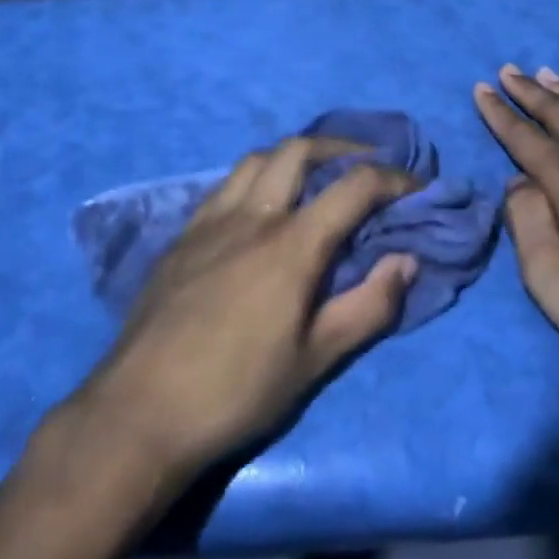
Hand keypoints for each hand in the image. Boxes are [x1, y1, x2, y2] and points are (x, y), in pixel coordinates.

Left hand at [77, 137, 418, 476]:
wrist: (141, 410)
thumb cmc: (238, 390)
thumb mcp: (316, 359)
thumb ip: (369, 306)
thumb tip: (406, 261)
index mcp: (291, 244)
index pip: (353, 186)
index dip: (393, 179)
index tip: (416, 187)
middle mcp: (251, 216)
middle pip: (298, 151)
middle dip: (341, 148)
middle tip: (364, 166)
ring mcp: (209, 222)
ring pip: (256, 160)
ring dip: (293, 157)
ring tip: (313, 179)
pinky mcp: (181, 237)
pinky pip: (225, 186)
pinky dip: (256, 179)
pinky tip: (259, 209)